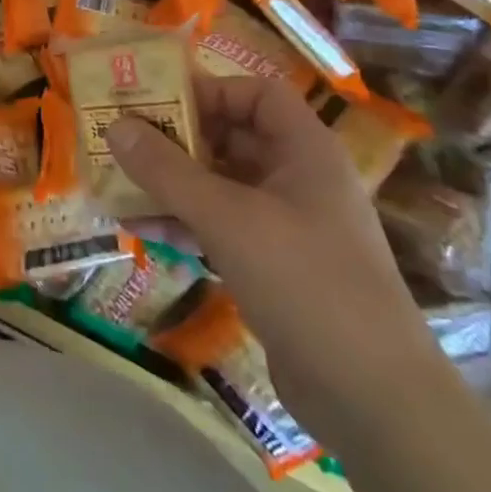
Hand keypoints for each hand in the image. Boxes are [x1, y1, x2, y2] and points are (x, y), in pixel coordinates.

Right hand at [109, 75, 444, 440]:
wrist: (374, 400)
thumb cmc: (305, 281)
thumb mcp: (227, 218)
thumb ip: (167, 170)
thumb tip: (115, 126)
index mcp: (305, 150)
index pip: (255, 95)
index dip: (208, 91)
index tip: (156, 102)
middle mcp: (298, 178)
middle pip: (231, 137)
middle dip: (175, 139)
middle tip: (122, 139)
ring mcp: (287, 225)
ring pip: (220, 185)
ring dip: (171, 184)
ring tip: (118, 185)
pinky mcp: (275, 267)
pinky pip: (221, 226)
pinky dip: (184, 222)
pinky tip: (140, 229)